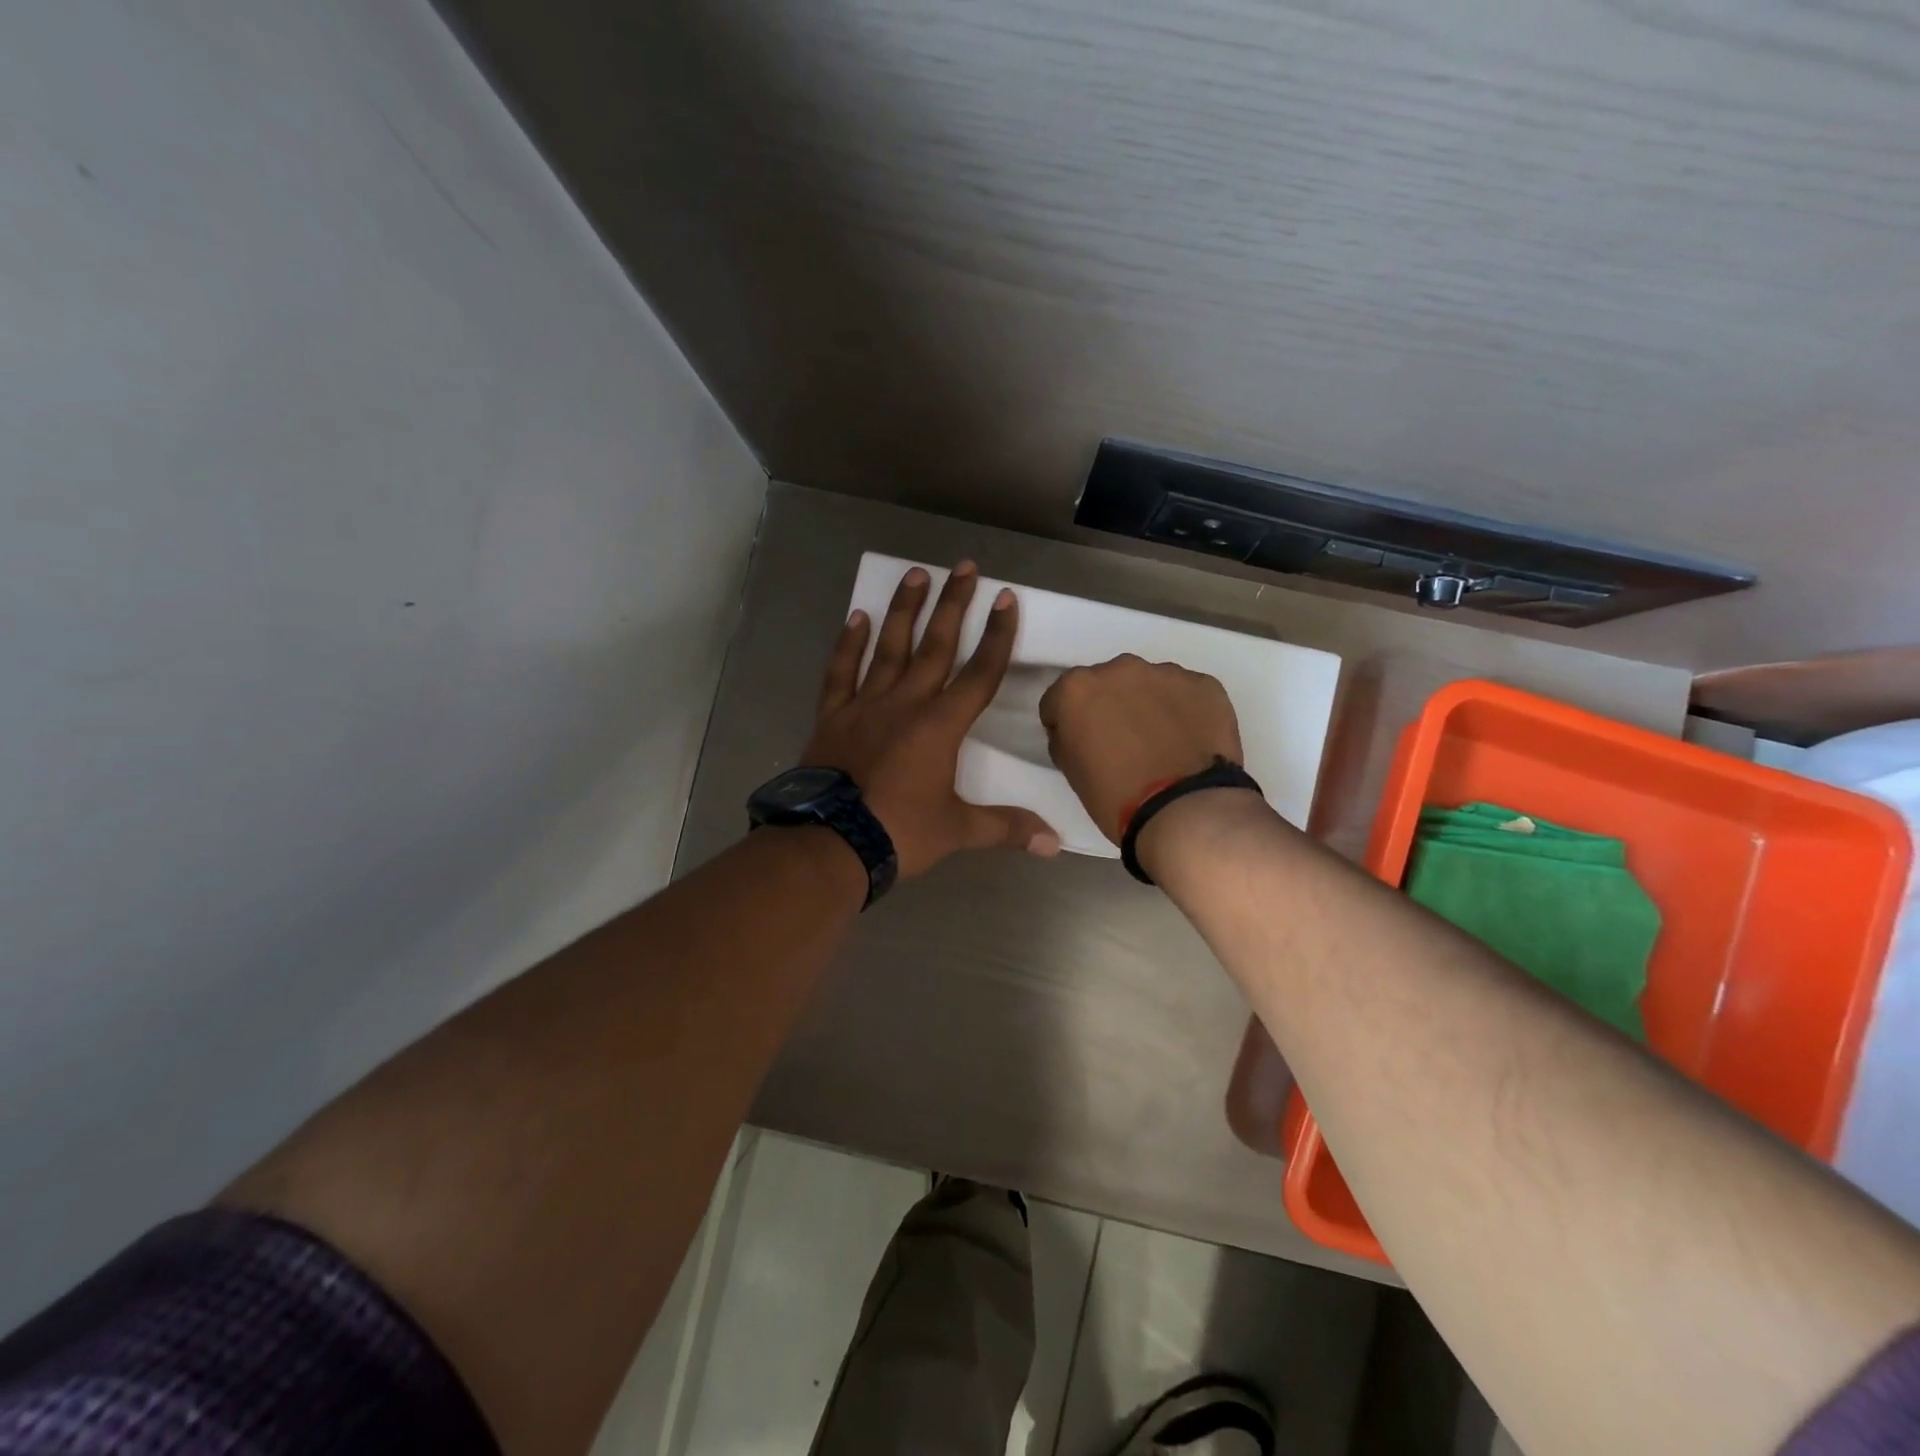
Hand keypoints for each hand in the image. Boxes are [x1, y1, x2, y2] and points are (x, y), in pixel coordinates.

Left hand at [803, 562, 1060, 877]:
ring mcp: (866, 705)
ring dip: (905, 610)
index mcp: (941, 726)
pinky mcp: (833, 715)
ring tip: (916, 573)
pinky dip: (848, 644)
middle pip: (936, 646)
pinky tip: (857, 616)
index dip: (997, 636)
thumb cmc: (899, 832)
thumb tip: (1054, 843)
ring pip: (889, 647)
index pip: (980, 673)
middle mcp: (907, 703)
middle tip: (964, 566)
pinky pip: (841, 671)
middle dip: (954, 605)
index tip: (1006, 599)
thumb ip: (1006, 828)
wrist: (831, 843)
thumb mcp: (958, 831)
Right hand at [1038, 655, 1243, 842]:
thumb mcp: (1072, 772)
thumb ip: (1067, 739)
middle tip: (1123, 742)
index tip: (1078, 744)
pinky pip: (1187, 694)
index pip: (1059, 699)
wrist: (1186, 810)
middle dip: (1110, 706)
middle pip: (1107, 683)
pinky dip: (1185, 712)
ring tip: (1163, 743)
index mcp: (1077, 689)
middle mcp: (1119, 669)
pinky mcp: (1205, 685)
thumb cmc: (1116, 797)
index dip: (1066, 723)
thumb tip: (1076, 731)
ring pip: (1150, 685)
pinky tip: (1190, 742)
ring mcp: (1166, 673)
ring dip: (1149, 705)